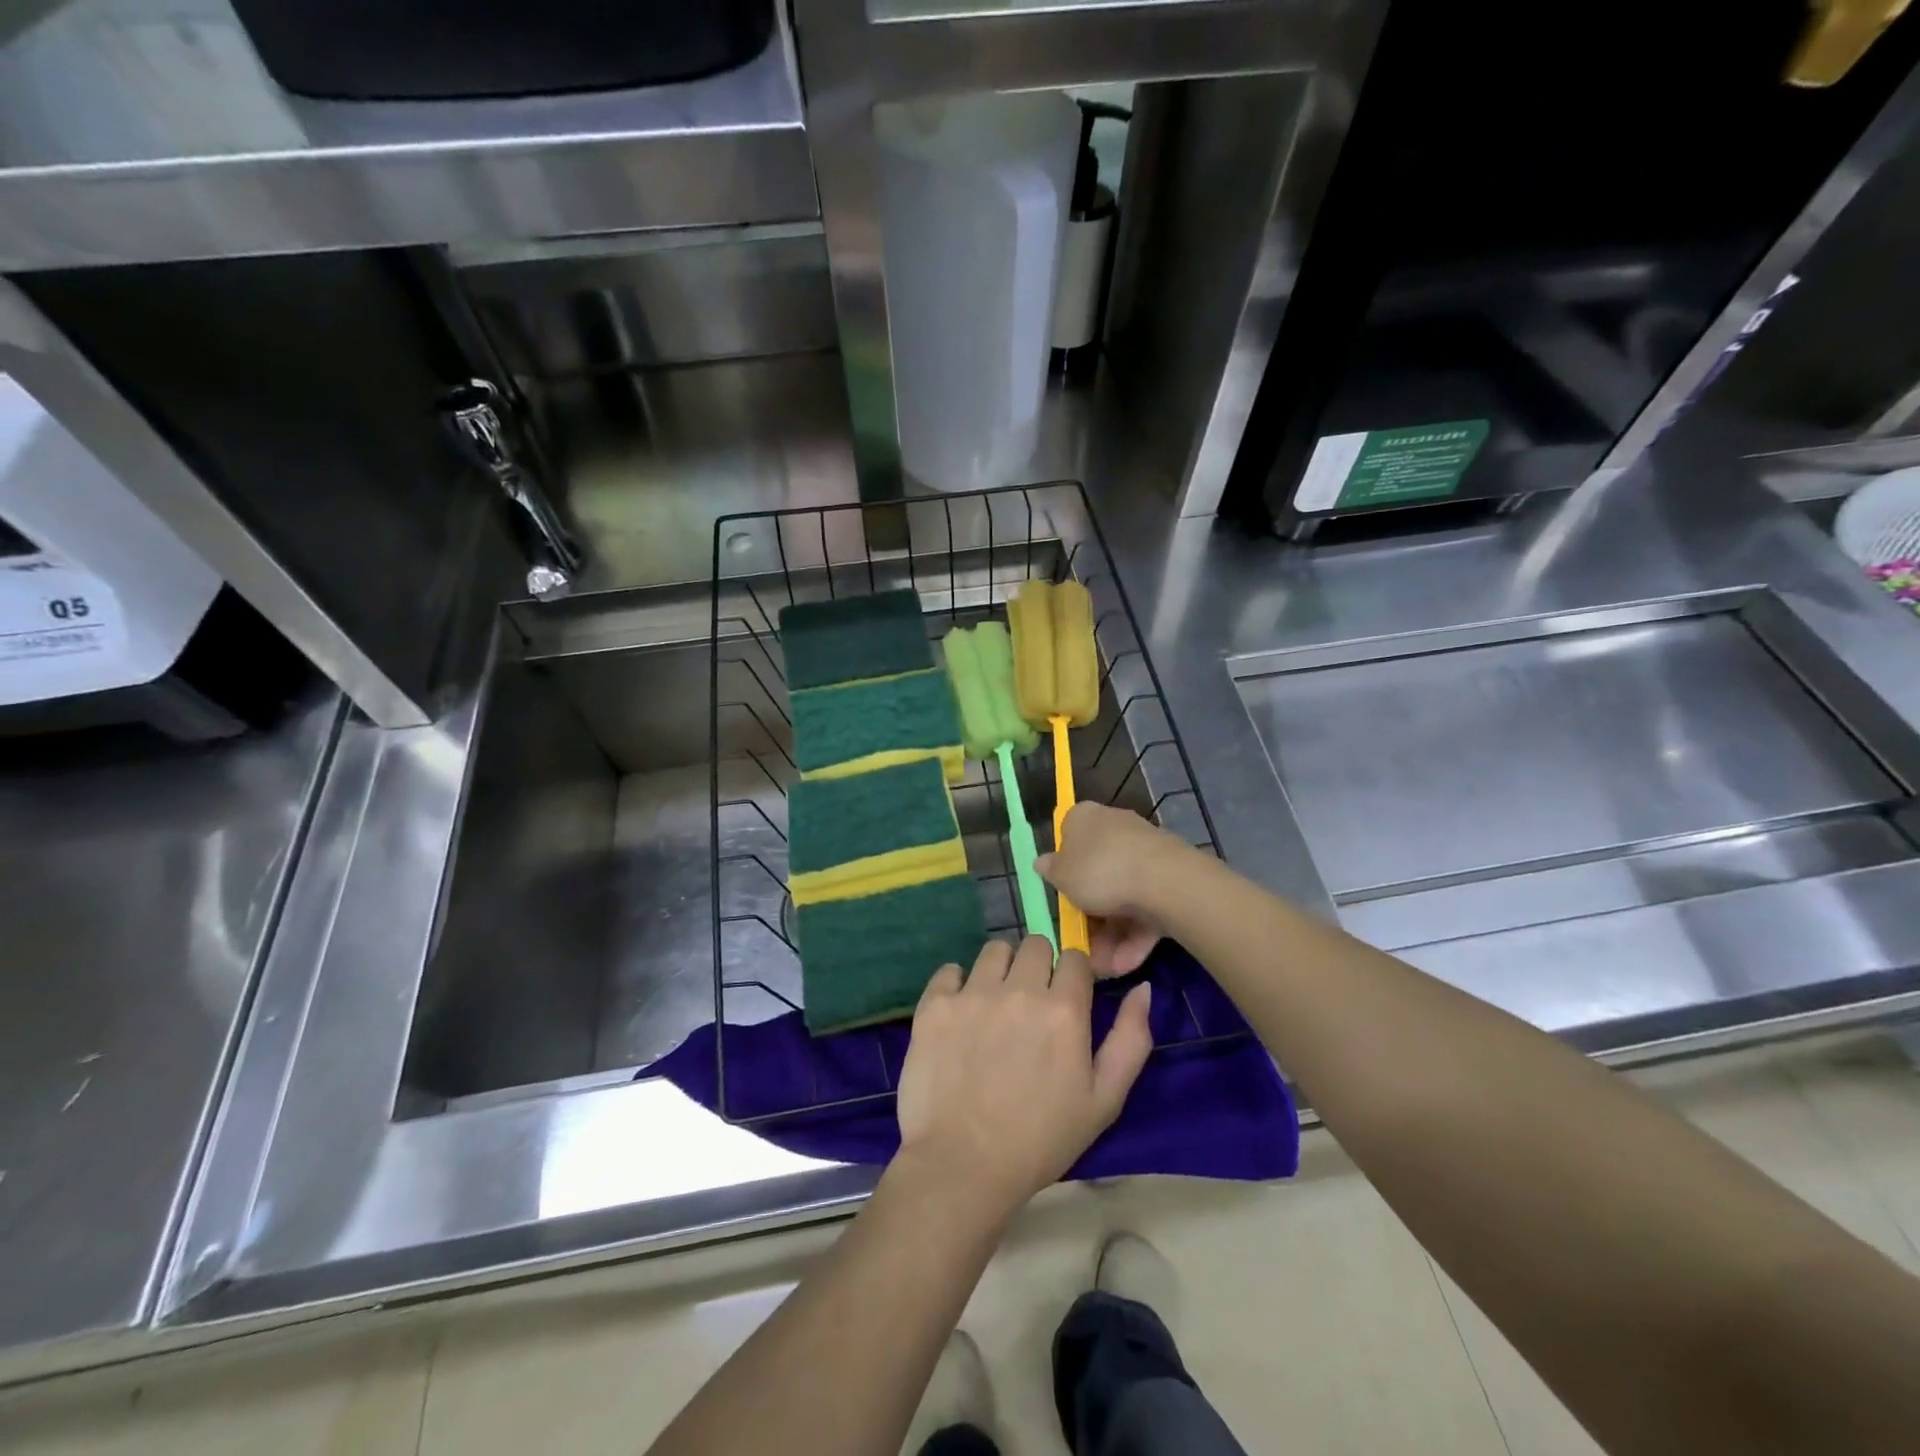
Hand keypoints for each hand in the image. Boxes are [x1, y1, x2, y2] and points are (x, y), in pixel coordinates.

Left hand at [896, 936, 1152, 1218]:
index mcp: (1064, 1010)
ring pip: (994, 950)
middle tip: (1031, 1003)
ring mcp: (973, 994)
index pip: (1075, 958)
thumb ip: (1130, 1039)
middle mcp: (1019, 990)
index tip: (1067, 999)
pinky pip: (950, 970)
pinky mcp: (935, 1004)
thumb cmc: (1041, 1140)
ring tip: (995, 1004)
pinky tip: (960, 1014)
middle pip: (1035, 944)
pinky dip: (957, 984)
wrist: (963, 1166)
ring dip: (1001, 969)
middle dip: (1039, 966)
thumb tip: (1141, 988)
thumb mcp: (1104, 1101)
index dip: (1074, 976)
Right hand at [1037, 803, 1186, 975]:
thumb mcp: (1061, 874)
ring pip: (1121, 898)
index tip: (1061, 896)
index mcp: (1085, 818)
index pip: (1069, 836)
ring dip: (1110, 936)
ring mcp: (1145, 855)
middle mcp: (1115, 829)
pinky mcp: (1168, 880)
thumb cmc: (1099, 870)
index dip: (1063, 868)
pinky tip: (1124, 964)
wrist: (1163, 881)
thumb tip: (1042, 862)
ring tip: (1103, 967)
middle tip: (1081, 944)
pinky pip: (1144, 910)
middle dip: (1089, 915)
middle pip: (1096, 874)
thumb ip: (1050, 870)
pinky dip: (1133, 937)